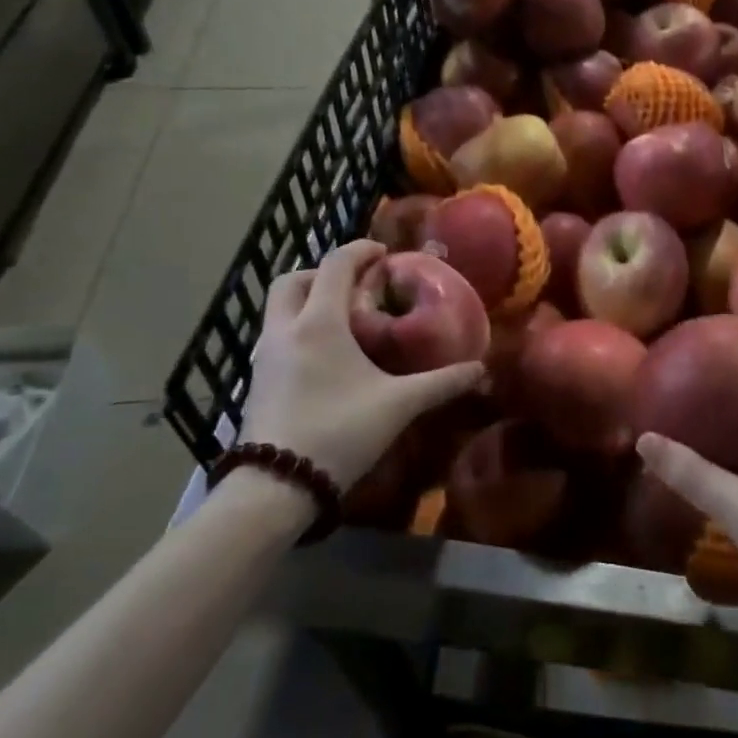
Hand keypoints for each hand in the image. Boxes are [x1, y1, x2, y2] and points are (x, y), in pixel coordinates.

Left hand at [239, 241, 485, 490]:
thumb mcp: (399, 405)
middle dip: (323, 273)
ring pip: (279, 308)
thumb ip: (441, 383)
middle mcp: (286, 329)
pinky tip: (323, 356)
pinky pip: (275, 336)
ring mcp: (264, 356)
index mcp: (320, 322)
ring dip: (306, 300)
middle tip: (356, 286)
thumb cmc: (339, 431)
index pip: (336, 264)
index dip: (360, 251)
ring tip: (343, 320)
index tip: (384, 254)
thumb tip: (481, 369)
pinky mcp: (256, 381)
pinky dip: (298, 328)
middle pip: (293, 279)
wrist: (276, 486)